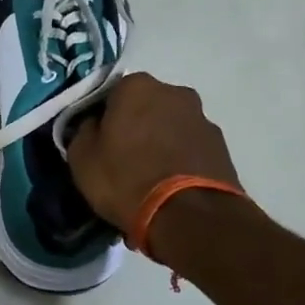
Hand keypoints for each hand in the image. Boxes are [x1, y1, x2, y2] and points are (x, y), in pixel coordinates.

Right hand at [66, 72, 242, 236]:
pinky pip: (190, 148)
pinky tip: (171, 186)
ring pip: (170, 126)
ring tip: (150, 177)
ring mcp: (203, 118)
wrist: (190, 217)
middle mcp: (174, 92)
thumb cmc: (127, 179)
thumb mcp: (82, 158)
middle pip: (145, 106)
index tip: (98, 140)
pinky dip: (180, 160)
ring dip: (160, 142)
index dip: (102, 117)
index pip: (111, 93)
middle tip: (123, 158)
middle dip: (136, 126)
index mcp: (136, 86)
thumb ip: (83, 131)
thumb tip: (92, 126)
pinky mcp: (222, 147)